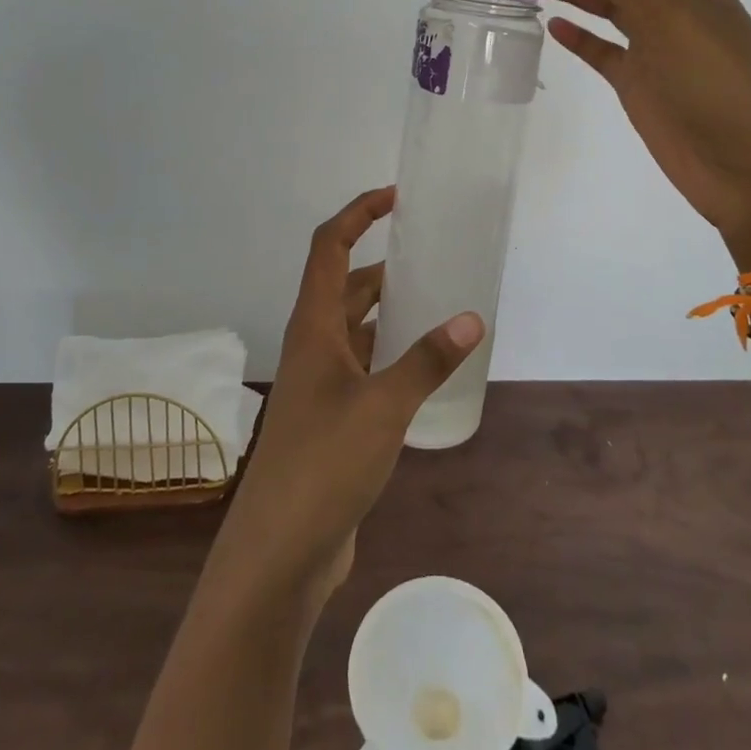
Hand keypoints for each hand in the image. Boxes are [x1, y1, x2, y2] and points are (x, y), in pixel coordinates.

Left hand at [222, 187, 483, 597]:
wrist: (279, 552)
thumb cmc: (323, 463)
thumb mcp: (384, 406)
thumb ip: (427, 361)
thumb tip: (471, 318)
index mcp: (313, 326)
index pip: (329, 247)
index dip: (358, 214)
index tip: (396, 197)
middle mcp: (313, 344)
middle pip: (346, 286)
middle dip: (384, 267)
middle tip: (432, 259)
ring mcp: (320, 383)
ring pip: (356, 328)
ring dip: (389, 313)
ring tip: (438, 306)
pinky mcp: (330, 417)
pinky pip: (364, 366)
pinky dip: (391, 354)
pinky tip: (424, 368)